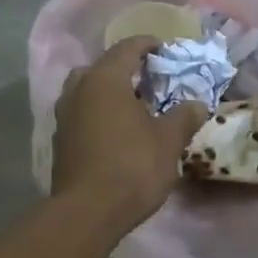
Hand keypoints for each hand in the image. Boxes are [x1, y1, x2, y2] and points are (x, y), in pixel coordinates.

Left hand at [52, 36, 208, 238]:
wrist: (88, 212)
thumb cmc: (132, 167)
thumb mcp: (168, 141)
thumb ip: (183, 117)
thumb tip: (197, 104)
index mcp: (105, 79)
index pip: (127, 48)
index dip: (149, 45)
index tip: (166, 50)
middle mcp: (78, 90)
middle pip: (102, 67)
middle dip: (125, 70)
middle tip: (149, 82)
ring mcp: (64, 116)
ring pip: (87, 92)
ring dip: (109, 94)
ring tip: (134, 109)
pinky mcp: (60, 141)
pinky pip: (82, 115)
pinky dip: (99, 115)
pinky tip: (117, 133)